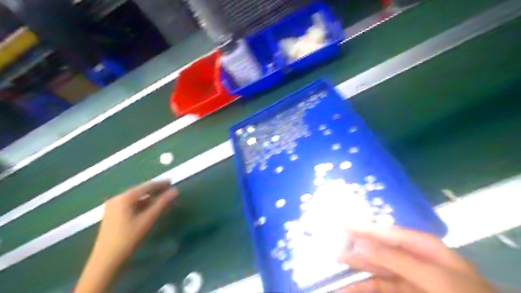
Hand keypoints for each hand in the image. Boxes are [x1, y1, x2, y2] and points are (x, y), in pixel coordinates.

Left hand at [75, 181, 177, 292]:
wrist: (105, 261)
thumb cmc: (128, 238)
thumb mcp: (147, 219)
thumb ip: (162, 203)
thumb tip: (175, 191)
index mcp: (124, 198)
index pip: (146, 186)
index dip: (160, 184)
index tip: (172, 182)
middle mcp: (117, 199)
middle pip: (140, 191)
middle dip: (155, 190)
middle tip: (169, 190)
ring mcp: (113, 207)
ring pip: (136, 198)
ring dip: (150, 198)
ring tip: (162, 199)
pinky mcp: (112, 215)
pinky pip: (131, 204)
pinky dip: (142, 204)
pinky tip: (149, 208)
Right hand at [339, 227, 495, 291]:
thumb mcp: (431, 275)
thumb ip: (393, 258)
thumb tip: (361, 243)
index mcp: (420, 245)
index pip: (385, 232)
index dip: (362, 228)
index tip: (341, 224)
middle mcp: (411, 257)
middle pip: (377, 250)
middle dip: (356, 249)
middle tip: (333, 247)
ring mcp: (408, 276)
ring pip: (375, 269)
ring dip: (356, 270)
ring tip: (335, 268)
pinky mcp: (404, 291)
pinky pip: (380, 287)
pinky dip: (364, 288)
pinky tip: (349, 289)